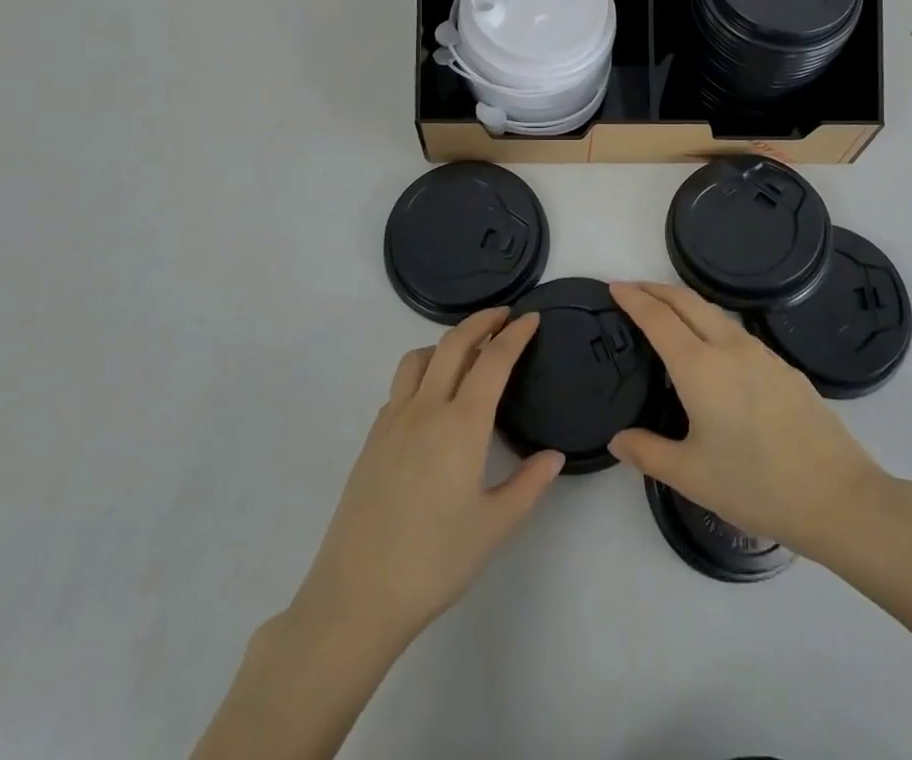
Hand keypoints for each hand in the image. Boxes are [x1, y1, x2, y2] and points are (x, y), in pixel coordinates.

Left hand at [291, 309, 564, 650]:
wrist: (357, 596)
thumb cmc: (434, 562)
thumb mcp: (494, 527)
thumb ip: (529, 485)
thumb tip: (554, 455)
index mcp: (461, 425)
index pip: (493, 361)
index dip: (515, 335)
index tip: (532, 318)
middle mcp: (426, 409)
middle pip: (454, 344)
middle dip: (482, 321)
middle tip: (504, 316)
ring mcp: (393, 420)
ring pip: (419, 357)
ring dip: (447, 342)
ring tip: (467, 351)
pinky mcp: (373, 438)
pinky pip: (401, 385)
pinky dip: (423, 371)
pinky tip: (432, 398)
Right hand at [607, 281, 889, 556]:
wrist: (838, 496)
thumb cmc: (756, 486)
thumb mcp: (692, 476)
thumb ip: (648, 453)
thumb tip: (617, 439)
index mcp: (700, 368)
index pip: (658, 319)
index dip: (633, 299)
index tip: (614, 286)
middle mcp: (729, 348)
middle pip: (687, 302)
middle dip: (657, 289)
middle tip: (634, 289)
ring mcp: (762, 354)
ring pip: (715, 313)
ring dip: (686, 303)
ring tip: (668, 312)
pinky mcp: (785, 367)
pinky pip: (738, 331)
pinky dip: (712, 323)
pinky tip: (714, 348)